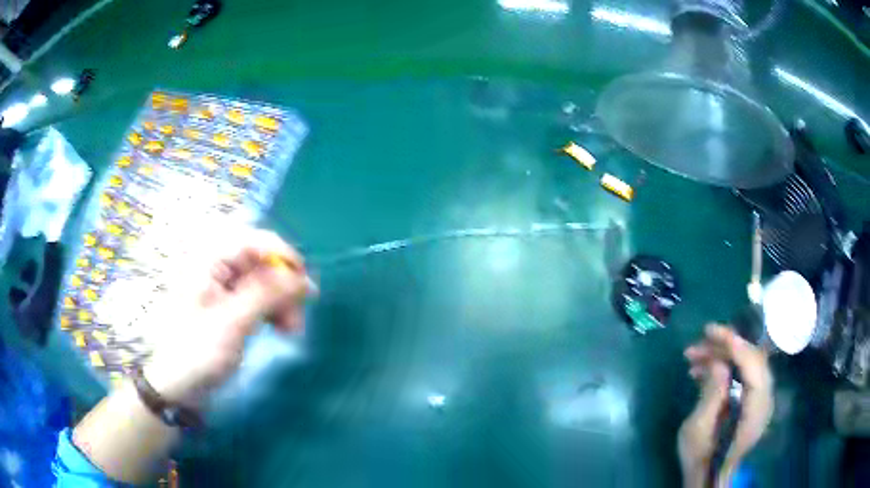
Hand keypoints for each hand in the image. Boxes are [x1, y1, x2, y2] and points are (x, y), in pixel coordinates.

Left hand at [143, 228, 316, 405]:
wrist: (176, 385)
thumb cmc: (197, 351)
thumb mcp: (233, 323)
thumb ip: (267, 294)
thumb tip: (303, 278)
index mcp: (209, 260)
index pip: (255, 242)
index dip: (284, 258)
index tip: (305, 285)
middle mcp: (217, 266)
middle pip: (262, 263)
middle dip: (284, 288)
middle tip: (298, 319)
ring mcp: (222, 286)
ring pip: (264, 282)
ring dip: (282, 303)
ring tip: (291, 331)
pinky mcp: (228, 305)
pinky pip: (258, 298)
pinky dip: (272, 311)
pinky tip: (281, 328)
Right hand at [678, 324, 773, 487]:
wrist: (707, 476)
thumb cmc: (700, 458)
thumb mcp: (698, 430)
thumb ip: (712, 395)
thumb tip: (718, 363)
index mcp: (755, 412)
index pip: (755, 369)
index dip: (737, 347)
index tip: (714, 332)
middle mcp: (764, 400)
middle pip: (752, 361)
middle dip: (726, 348)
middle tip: (700, 341)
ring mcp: (759, 398)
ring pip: (746, 364)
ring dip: (721, 356)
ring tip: (693, 357)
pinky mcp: (751, 398)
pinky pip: (742, 374)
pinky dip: (724, 367)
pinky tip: (702, 370)